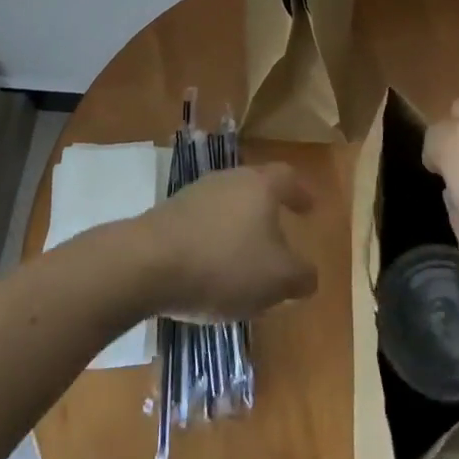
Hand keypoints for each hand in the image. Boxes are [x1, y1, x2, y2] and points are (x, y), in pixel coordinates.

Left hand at [133, 164, 317, 319]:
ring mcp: (196, 193)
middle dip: (269, 212)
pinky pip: (204, 223)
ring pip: (228, 206)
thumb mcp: (277, 280)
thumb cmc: (224, 264)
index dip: (300, 192)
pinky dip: (214, 241)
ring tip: (246, 260)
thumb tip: (308, 275)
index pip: (287, 178)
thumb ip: (301, 276)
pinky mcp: (170, 213)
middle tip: (280, 235)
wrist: (149, 263)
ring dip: (240, 228)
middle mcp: (229, 178)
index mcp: (260, 185)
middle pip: (256, 188)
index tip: (310, 207)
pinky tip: (213, 269)